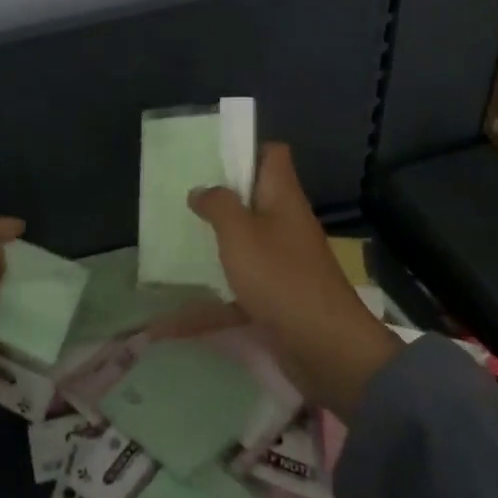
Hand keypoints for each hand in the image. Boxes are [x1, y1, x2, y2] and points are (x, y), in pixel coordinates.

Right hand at [179, 143, 400, 415]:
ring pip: (243, 244)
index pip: (272, 155)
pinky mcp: (277, 297)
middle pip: (254, 199)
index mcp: (283, 198)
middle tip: (182, 201)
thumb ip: (218, 205)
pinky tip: (171, 321)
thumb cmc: (281, 277)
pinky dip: (209, 303)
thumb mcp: (240, 233)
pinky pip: (238, 291)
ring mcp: (283, 263)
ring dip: (214, 246)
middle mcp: (285, 225)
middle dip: (219, 200)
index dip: (246, 149)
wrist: (326, 348)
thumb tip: (201, 189)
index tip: (211, 158)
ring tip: (175, 244)